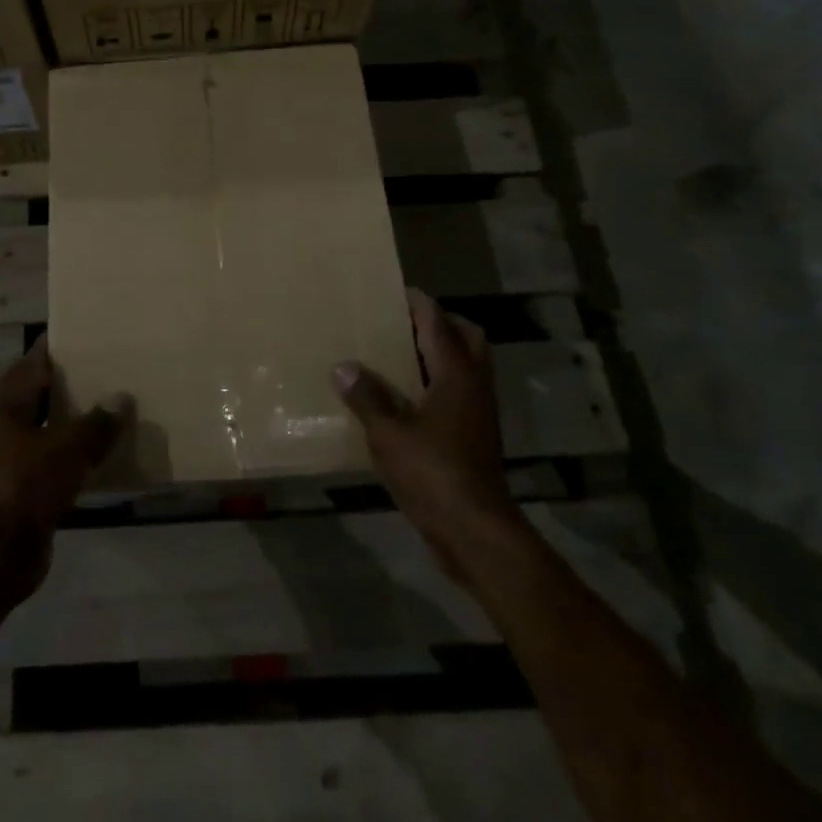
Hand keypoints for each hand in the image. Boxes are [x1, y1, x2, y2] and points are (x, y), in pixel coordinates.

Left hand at [0, 335, 134, 603]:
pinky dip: (77, 454)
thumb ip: (97, 423)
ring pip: (49, 429)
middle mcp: (6, 428)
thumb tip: (122, 398)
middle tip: (108, 368)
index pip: (32, 363)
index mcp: (7, 407)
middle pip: (40, 394)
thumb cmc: (25, 486)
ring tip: (114, 407)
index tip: (86, 334)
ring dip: (75, 420)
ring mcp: (14, 460)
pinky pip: (56, 461)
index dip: (55, 347)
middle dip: (70, 382)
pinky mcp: (26, 489)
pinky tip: (106, 453)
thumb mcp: (67, 448)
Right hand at [332, 288, 519, 569]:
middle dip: (439, 324)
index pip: (438, 323)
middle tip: (403, 323)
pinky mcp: (474, 438)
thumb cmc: (433, 472)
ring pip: (465, 368)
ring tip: (399, 356)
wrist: (474, 531)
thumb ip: (366, 396)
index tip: (396, 291)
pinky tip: (405, 399)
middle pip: (466, 339)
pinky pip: (458, 395)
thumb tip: (343, 366)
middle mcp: (474, 386)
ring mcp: (478, 414)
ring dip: (439, 355)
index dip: (418, 303)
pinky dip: (436, 385)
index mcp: (456, 374)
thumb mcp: (388, 433)